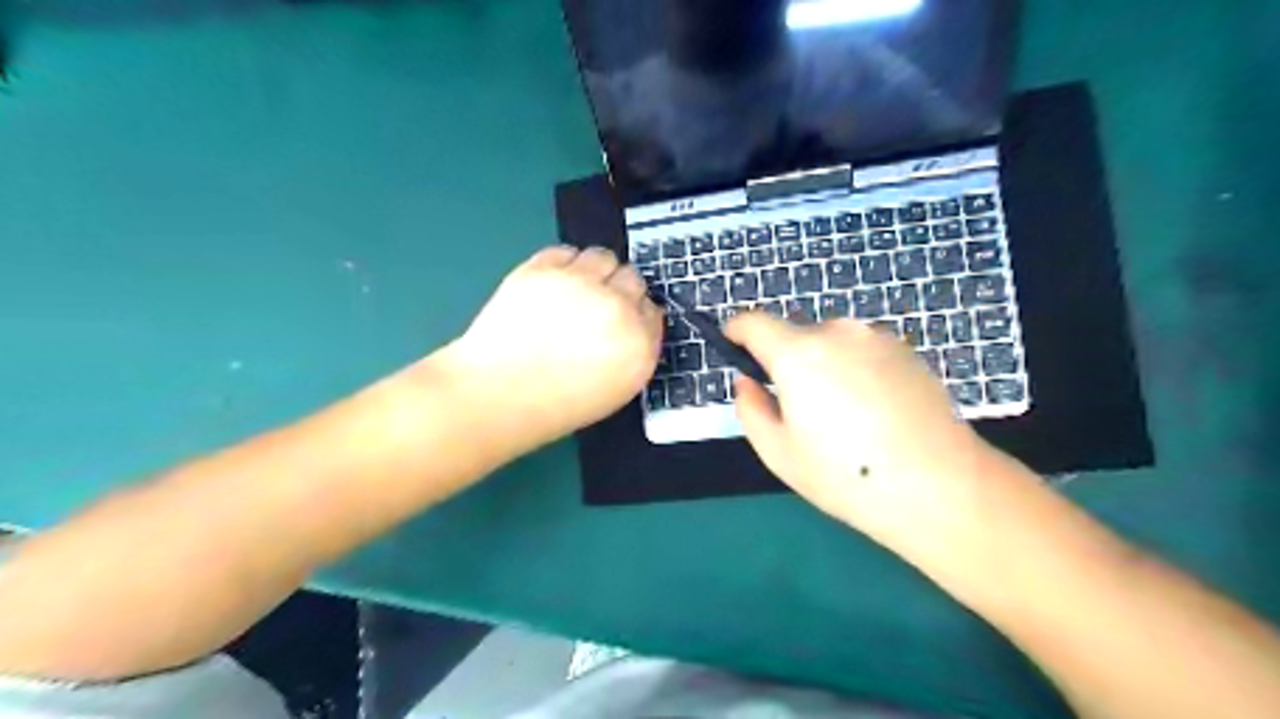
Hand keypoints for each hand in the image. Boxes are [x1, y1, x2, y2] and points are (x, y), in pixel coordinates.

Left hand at [447, 243, 664, 453]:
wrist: (496, 395)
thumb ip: (632, 353)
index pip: (652, 312)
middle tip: (597, 306)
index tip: (623, 320)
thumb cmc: (554, 406)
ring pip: (604, 257)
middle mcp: (617, 308)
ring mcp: (580, 283)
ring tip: (575, 290)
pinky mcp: (544, 268)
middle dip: (619, 291)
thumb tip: (632, 325)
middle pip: (633, 279)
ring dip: (595, 271)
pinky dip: (563, 264)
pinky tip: (551, 285)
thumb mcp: (614, 390)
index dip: (636, 315)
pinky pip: (566, 252)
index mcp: (639, 345)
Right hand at [724, 318, 1014, 562]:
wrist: (940, 486)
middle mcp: (837, 332)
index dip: (737, 332)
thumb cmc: (846, 475)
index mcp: (798, 353)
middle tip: (800, 410)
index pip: (754, 322)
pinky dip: (855, 371)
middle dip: (787, 361)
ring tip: (844, 417)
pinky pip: (863, 352)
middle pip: (796, 335)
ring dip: (824, 366)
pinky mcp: (907, 350)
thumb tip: (747, 382)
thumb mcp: (778, 452)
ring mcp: (877, 338)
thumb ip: (750, 408)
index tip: (734, 348)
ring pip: (831, 344)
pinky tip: (875, 414)